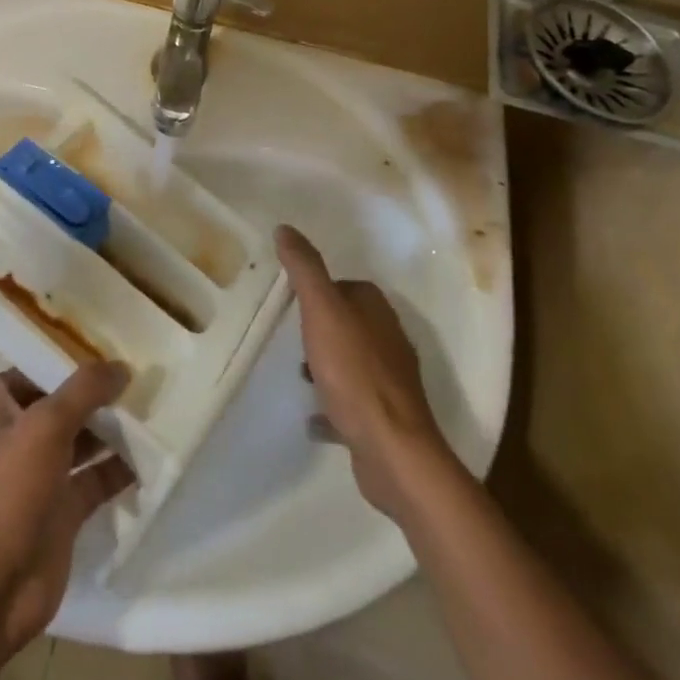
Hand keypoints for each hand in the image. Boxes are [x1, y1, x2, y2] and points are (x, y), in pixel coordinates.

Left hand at [0, 365, 133, 679]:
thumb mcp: (46, 425)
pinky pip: (96, 480)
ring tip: (153, 409)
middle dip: (98, 393)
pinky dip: (120, 470)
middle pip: (64, 403)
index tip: (107, 346)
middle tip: (141, 376)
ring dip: (112, 429)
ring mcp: (41, 474)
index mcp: (0, 405)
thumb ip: (84, 390)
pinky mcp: (62, 511)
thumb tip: (121, 366)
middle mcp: (19, 434)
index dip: (66, 356)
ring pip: (83, 440)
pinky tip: (150, 457)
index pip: (35, 366)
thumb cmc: (8, 490)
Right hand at [276, 224, 451, 515]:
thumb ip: (305, 269)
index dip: (322, 289)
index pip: (348, 286)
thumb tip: (286, 228)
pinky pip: (353, 404)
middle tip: (292, 335)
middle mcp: (389, 341)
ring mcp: (390, 383)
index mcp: (377, 311)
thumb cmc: (355, 372)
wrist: (393, 451)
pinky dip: (333, 406)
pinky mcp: (385, 419)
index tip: (293, 299)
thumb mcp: (322, 310)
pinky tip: (313, 418)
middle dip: (322, 327)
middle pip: (351, 323)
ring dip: (327, 366)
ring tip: (299, 376)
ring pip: (352, 363)